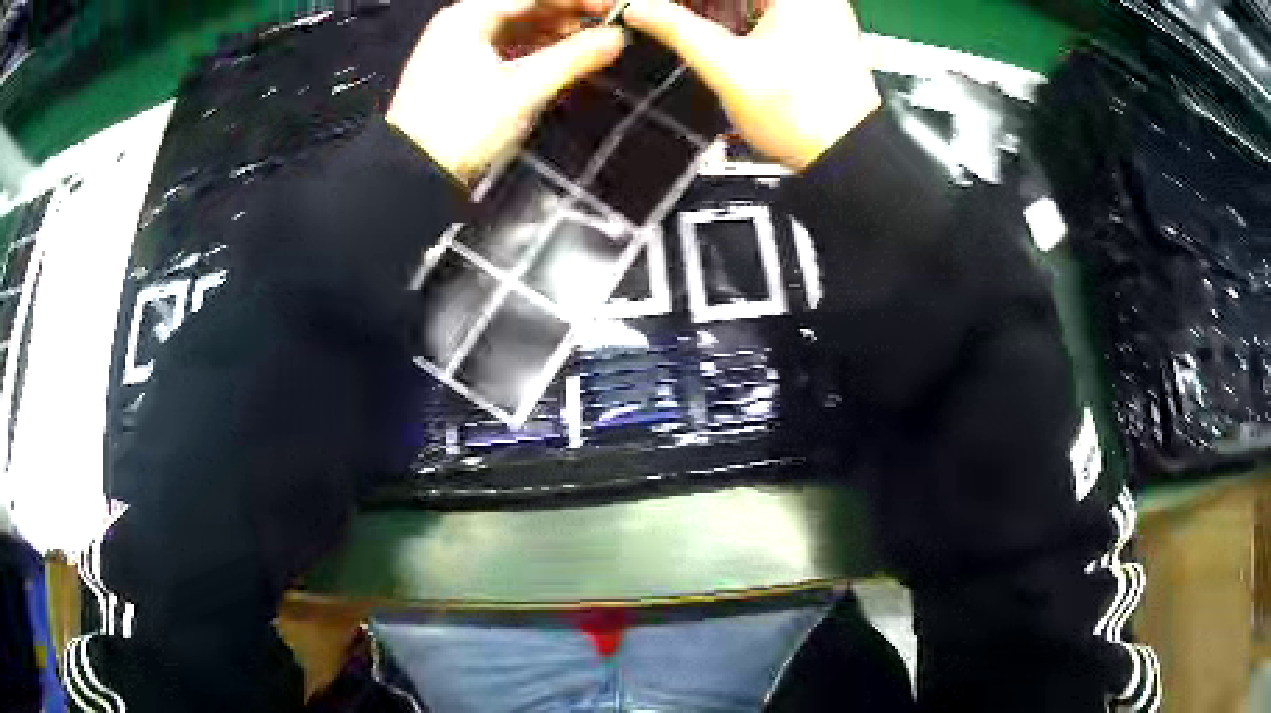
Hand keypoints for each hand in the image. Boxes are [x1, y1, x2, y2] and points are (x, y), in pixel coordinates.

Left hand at [388, 0, 626, 183]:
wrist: (413, 176)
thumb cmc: (463, 127)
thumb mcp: (523, 90)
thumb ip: (573, 58)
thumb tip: (617, 37)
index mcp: (469, 16)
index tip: (614, 7)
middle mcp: (460, 23)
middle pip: (524, 5)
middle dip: (567, 11)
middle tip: (607, 22)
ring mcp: (457, 47)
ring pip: (515, 25)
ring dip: (552, 29)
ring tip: (589, 39)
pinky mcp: (458, 71)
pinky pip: (504, 46)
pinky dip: (533, 47)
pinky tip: (558, 55)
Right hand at [623, 0, 881, 169]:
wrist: (848, 155)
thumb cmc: (803, 117)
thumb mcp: (726, 69)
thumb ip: (678, 30)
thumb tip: (640, 9)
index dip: (687, 1)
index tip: (658, 6)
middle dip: (701, 4)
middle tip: (666, 12)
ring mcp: (822, 11)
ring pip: (754, 0)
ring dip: (718, 7)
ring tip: (685, 20)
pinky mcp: (822, 30)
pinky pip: (771, 9)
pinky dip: (739, 13)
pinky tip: (719, 31)